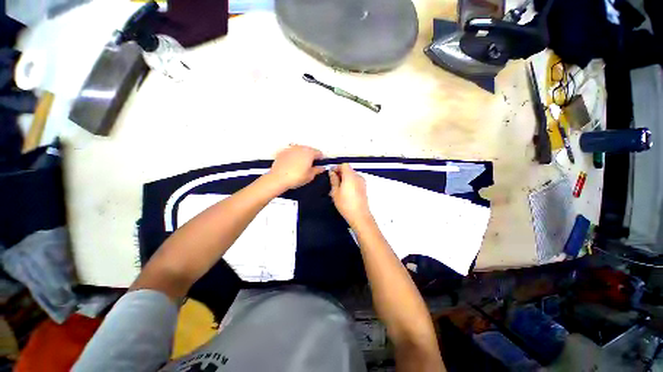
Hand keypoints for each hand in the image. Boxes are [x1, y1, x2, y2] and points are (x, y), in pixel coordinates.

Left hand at [268, 145, 324, 189]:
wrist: (278, 178)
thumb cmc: (296, 177)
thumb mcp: (310, 176)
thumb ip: (317, 170)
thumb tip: (322, 168)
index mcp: (309, 153)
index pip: (319, 153)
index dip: (321, 159)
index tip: (320, 164)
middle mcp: (301, 148)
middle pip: (309, 150)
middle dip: (311, 156)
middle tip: (311, 166)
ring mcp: (291, 149)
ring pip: (300, 150)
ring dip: (302, 155)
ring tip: (301, 165)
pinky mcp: (283, 152)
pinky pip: (292, 152)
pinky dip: (294, 156)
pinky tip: (292, 164)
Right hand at [329, 164, 371, 225]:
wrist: (359, 215)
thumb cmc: (346, 204)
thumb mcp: (335, 192)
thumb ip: (333, 180)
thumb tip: (332, 173)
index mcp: (350, 176)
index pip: (344, 165)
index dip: (337, 167)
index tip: (331, 173)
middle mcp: (358, 177)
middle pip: (348, 170)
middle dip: (340, 173)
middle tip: (333, 182)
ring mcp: (362, 182)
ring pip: (352, 176)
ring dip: (345, 179)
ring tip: (338, 189)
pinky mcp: (364, 188)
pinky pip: (355, 181)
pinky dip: (349, 183)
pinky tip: (344, 192)